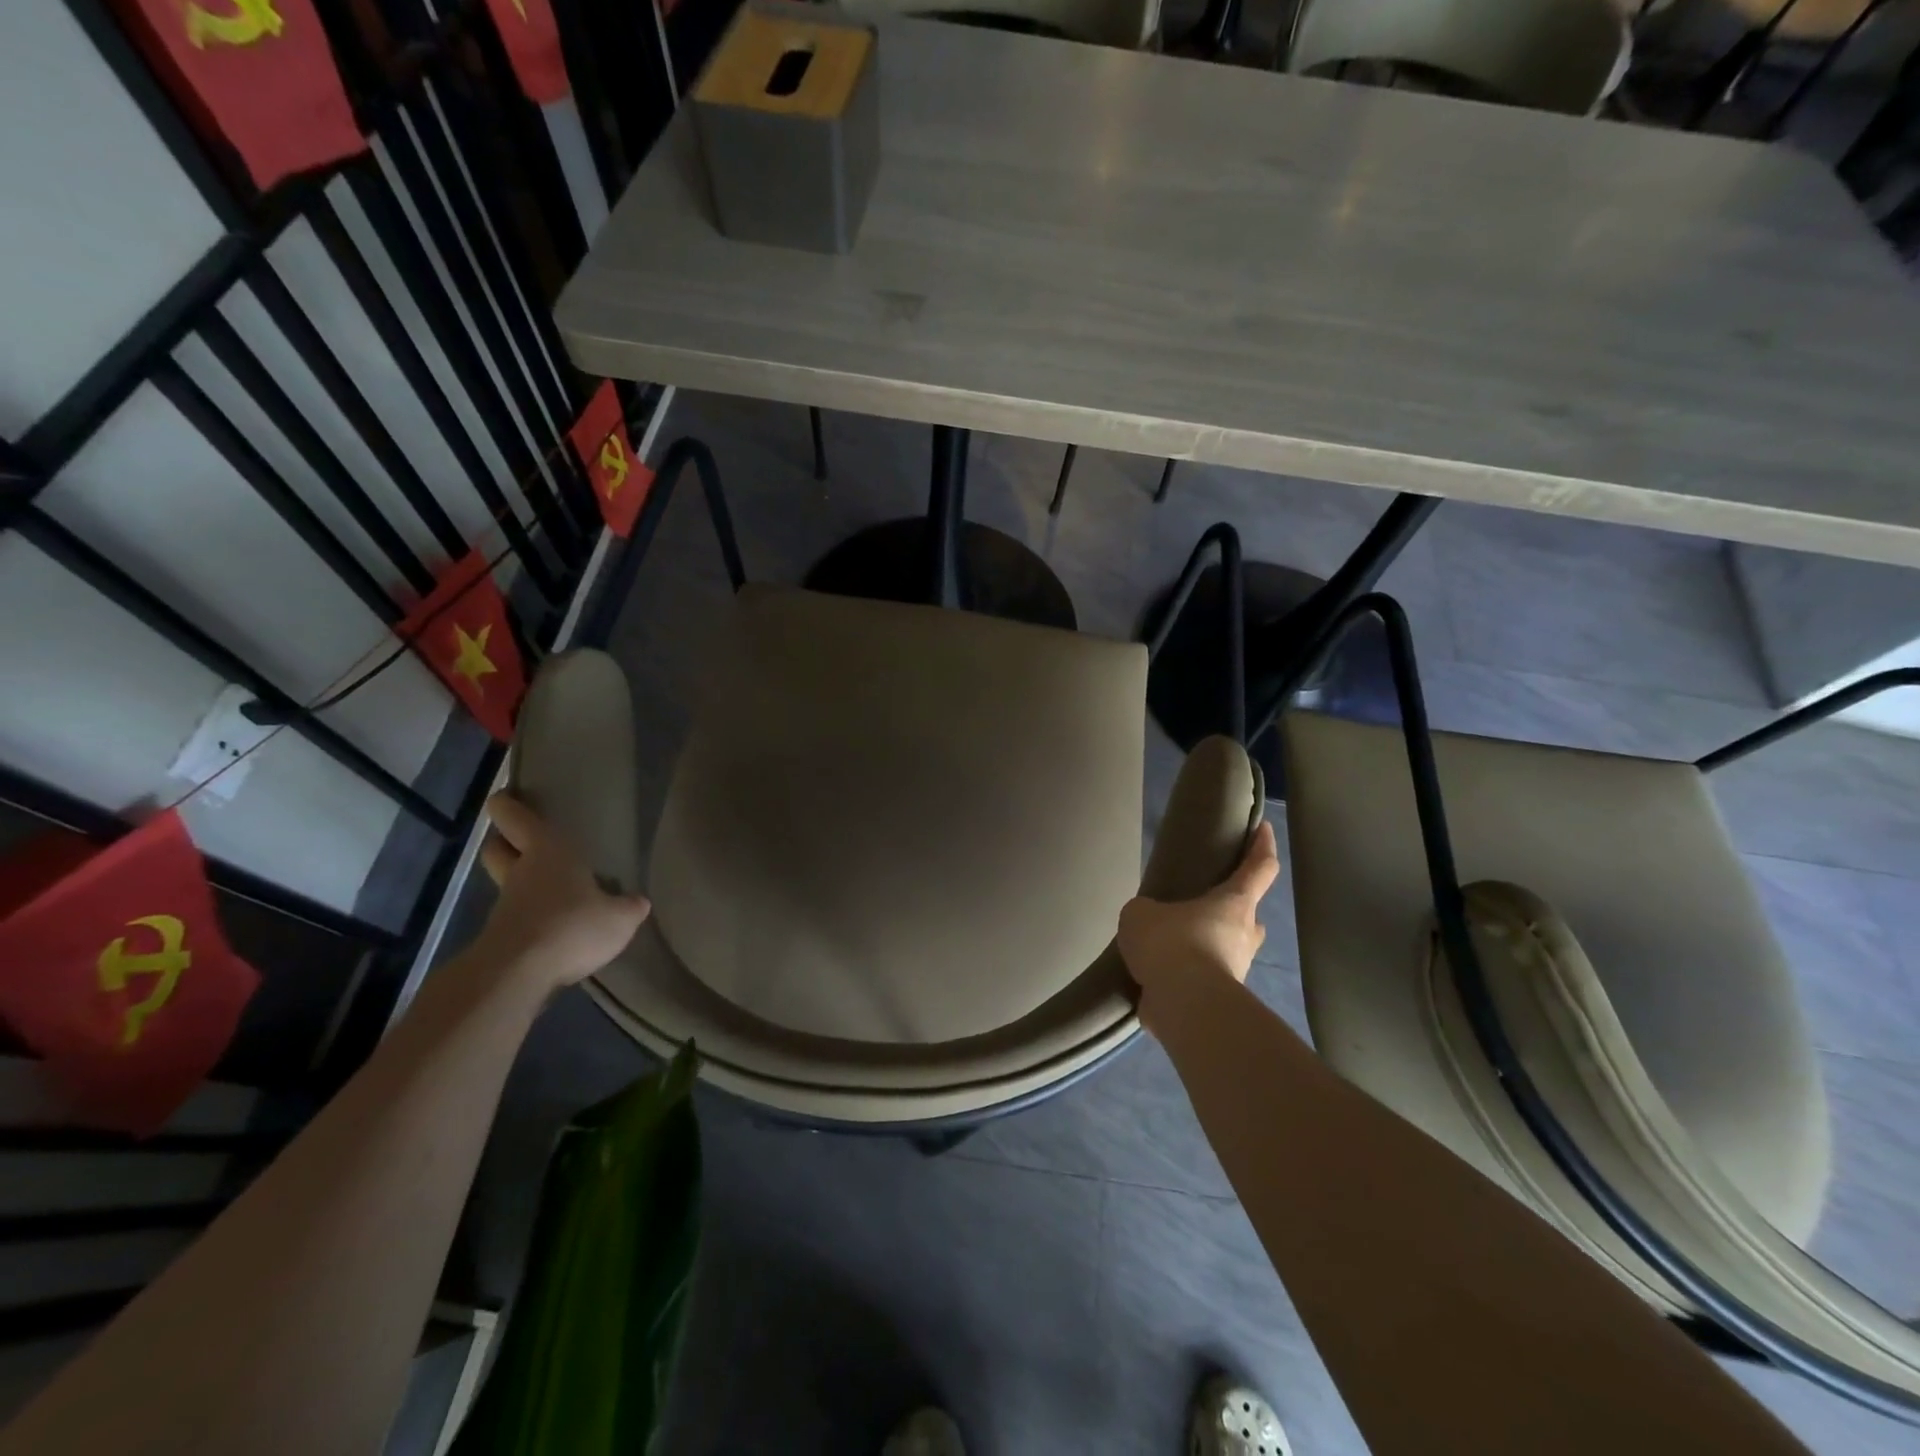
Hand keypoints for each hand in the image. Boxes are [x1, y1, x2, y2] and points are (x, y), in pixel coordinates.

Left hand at [475, 793, 650, 992]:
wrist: (518, 976)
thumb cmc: (572, 926)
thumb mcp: (620, 918)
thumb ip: (629, 907)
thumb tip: (638, 902)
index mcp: (548, 853)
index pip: (517, 819)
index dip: (507, 806)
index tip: (502, 797)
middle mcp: (521, 873)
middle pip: (498, 849)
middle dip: (503, 842)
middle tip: (520, 841)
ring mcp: (505, 907)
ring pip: (507, 884)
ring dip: (521, 884)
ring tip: (551, 891)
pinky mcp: (500, 939)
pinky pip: (515, 918)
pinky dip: (529, 918)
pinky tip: (553, 929)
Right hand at [1118, 821, 1280, 995]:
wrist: (1183, 1005)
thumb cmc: (1172, 944)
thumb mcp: (1142, 913)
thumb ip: (1148, 912)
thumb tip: (1151, 922)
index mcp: (1234, 903)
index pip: (1259, 868)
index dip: (1262, 846)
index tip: (1263, 829)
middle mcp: (1244, 935)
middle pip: (1248, 915)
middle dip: (1231, 910)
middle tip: (1203, 907)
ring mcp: (1237, 971)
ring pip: (1228, 951)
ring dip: (1207, 946)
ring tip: (1172, 947)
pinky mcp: (1221, 1001)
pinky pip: (1206, 981)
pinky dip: (1189, 977)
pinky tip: (1163, 977)